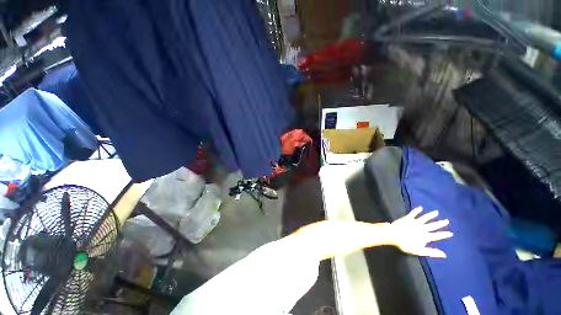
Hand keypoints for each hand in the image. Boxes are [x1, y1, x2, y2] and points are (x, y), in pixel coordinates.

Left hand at [390, 207, 452, 257]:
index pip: (437, 236)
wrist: (393, 235)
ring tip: (436, 212)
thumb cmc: (405, 244)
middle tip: (447, 221)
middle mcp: (422, 228)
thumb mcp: (419, 251)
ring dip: (431, 215)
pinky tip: (420, 207)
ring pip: (425, 218)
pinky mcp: (407, 218)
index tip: (451, 233)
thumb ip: (431, 252)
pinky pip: (413, 213)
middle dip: (440, 223)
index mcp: (425, 236)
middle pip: (433, 225)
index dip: (444, 235)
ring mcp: (415, 222)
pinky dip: (417, 210)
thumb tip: (444, 255)